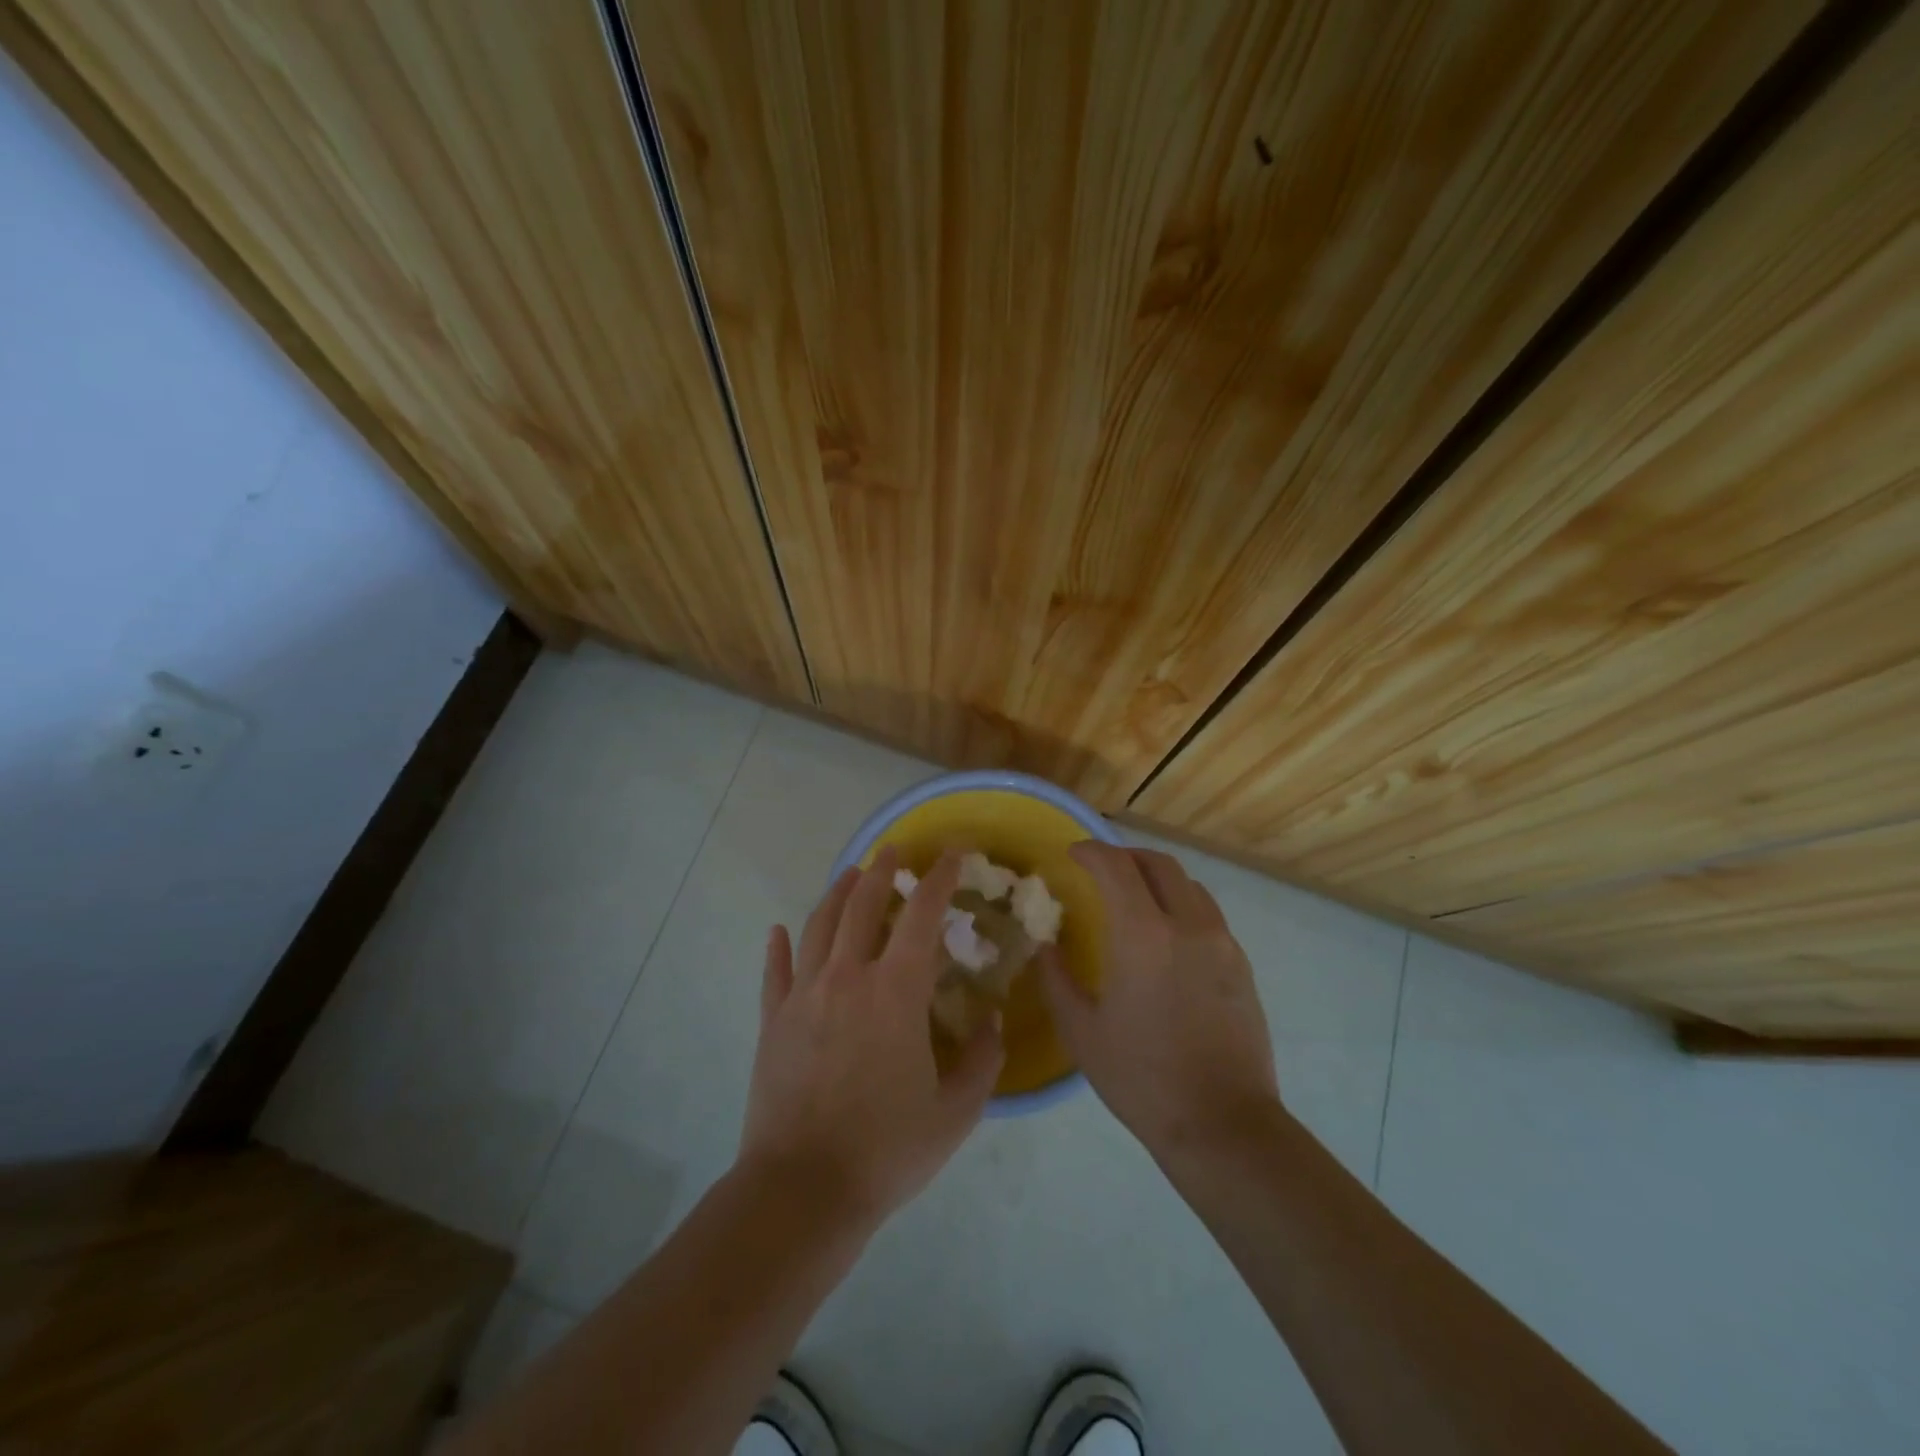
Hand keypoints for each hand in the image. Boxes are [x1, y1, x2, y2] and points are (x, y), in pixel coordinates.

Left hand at [739, 847, 1003, 1228]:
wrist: (803, 1190)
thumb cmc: (887, 1149)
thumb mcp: (957, 1111)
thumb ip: (983, 1059)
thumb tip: (990, 1019)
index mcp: (895, 991)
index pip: (922, 915)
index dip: (939, 878)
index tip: (952, 854)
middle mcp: (847, 977)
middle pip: (862, 905)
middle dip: (882, 871)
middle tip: (893, 851)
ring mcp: (803, 995)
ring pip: (819, 926)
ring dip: (837, 893)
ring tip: (850, 875)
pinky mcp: (772, 1021)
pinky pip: (775, 971)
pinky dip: (779, 946)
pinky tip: (778, 931)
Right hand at [1043, 842, 1278, 1156]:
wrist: (1223, 1124)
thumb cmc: (1142, 1078)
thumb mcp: (1081, 1032)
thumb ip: (1057, 979)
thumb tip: (1046, 947)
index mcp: (1143, 935)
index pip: (1115, 866)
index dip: (1091, 851)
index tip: (1073, 854)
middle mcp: (1187, 925)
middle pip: (1159, 864)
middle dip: (1126, 856)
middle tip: (1102, 869)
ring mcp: (1222, 943)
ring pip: (1189, 885)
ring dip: (1157, 878)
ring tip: (1136, 897)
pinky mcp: (1241, 965)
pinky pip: (1208, 914)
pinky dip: (1182, 905)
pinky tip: (1168, 937)